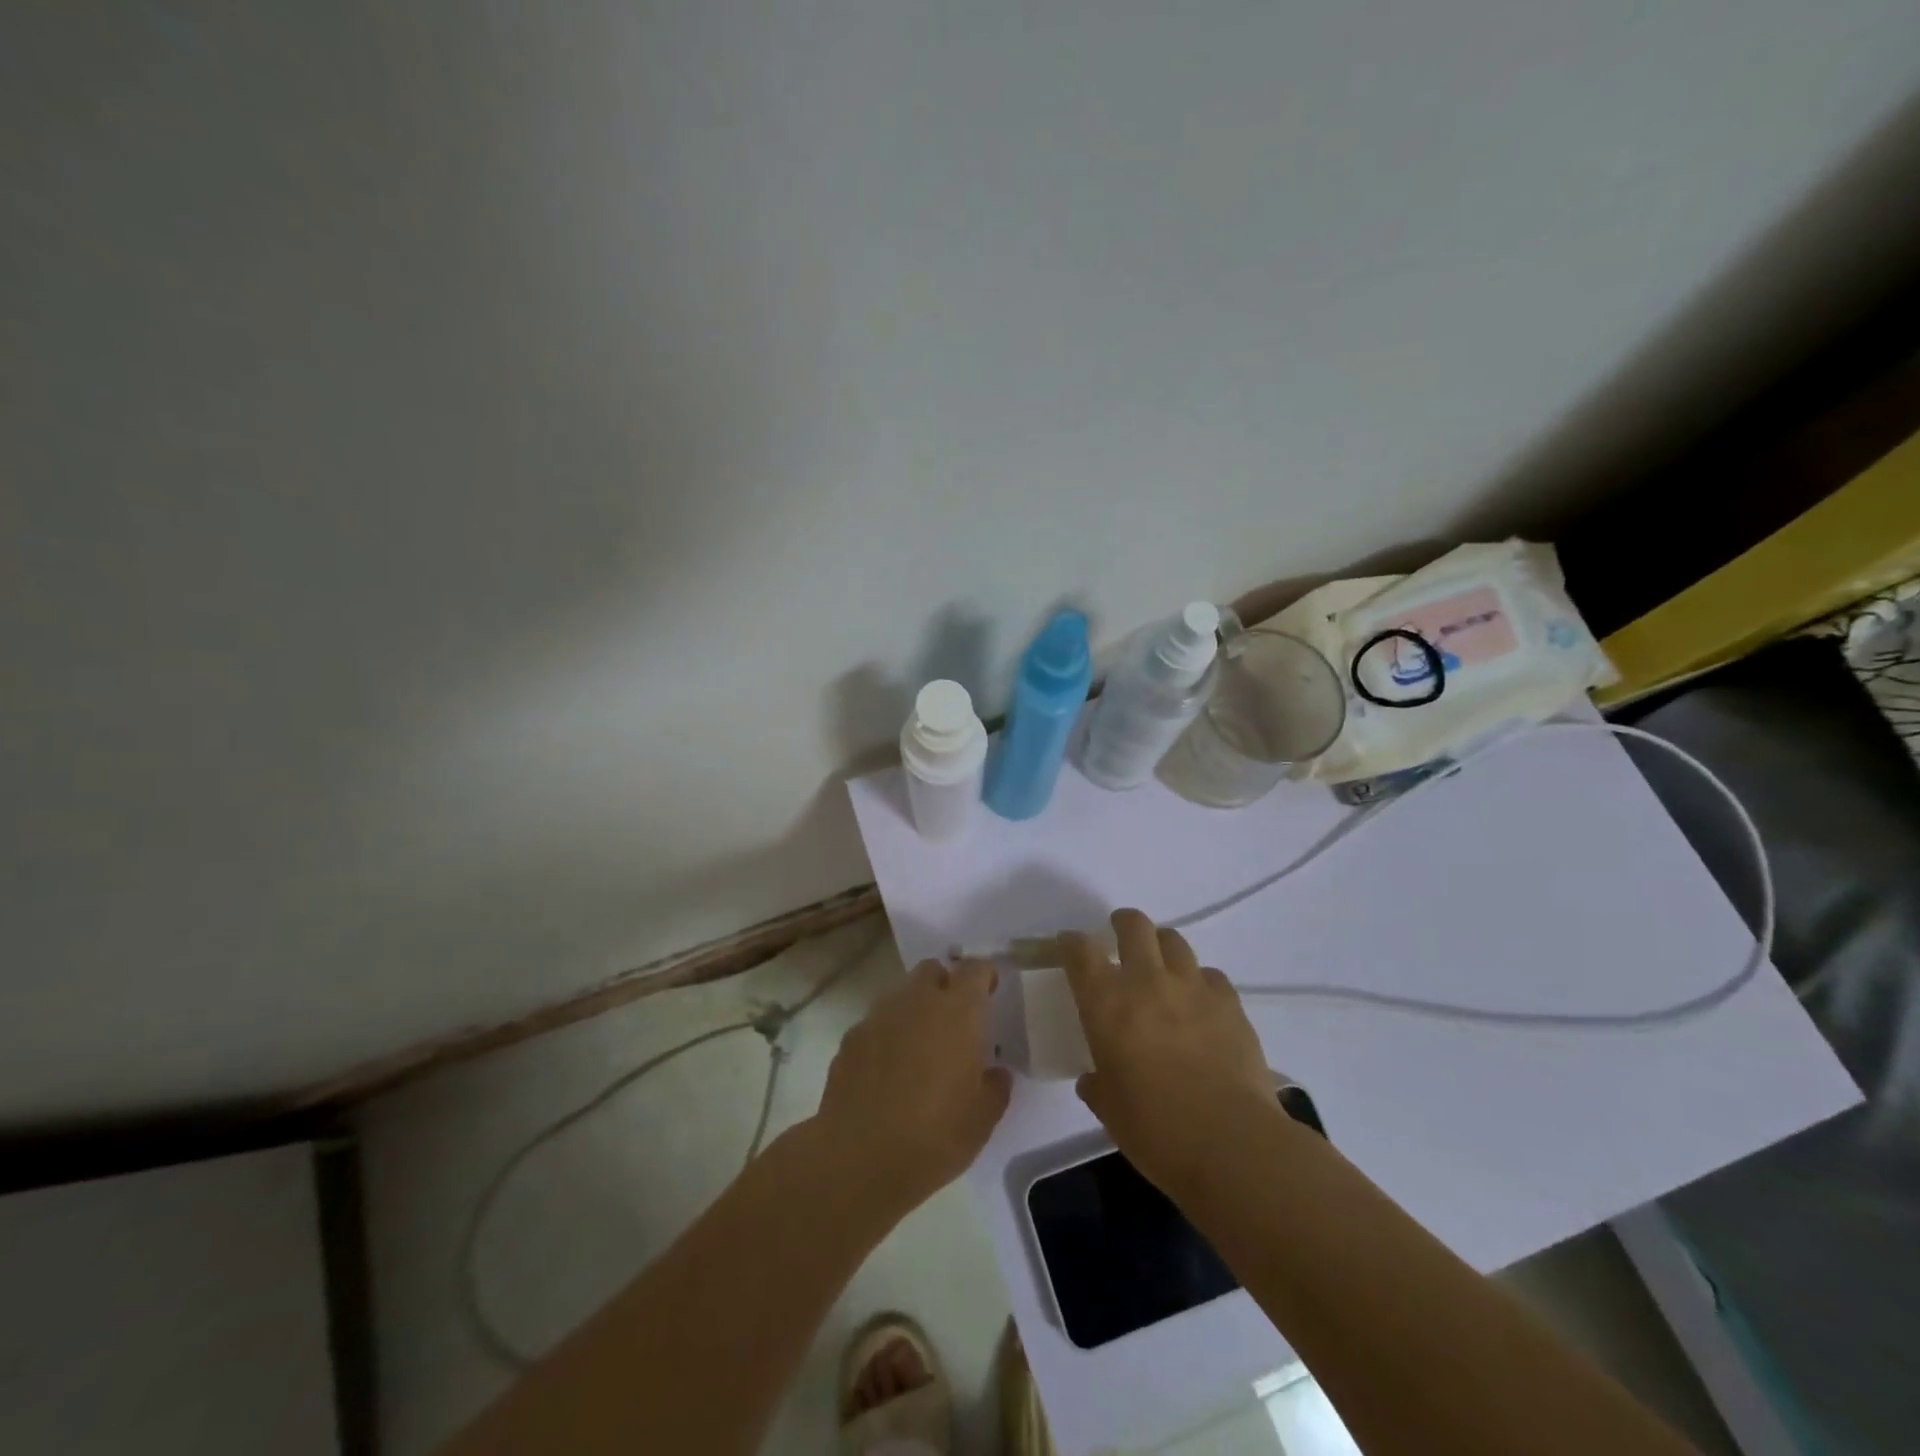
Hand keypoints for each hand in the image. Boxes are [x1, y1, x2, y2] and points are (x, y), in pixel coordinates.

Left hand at [813, 958, 1012, 1214]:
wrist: (859, 1159)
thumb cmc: (935, 1135)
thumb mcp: (983, 1119)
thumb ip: (995, 1086)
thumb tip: (994, 1073)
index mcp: (958, 1011)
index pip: (975, 969)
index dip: (985, 975)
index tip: (990, 990)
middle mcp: (918, 1001)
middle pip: (932, 971)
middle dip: (945, 985)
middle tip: (954, 1019)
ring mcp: (879, 1016)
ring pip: (901, 994)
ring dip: (914, 1009)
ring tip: (919, 1048)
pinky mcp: (850, 1038)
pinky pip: (875, 1024)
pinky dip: (886, 1036)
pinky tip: (887, 1070)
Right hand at [1064, 909, 1280, 1196]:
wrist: (1231, 1144)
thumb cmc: (1156, 1131)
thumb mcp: (1110, 1110)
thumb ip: (1098, 1085)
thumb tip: (1094, 1079)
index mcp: (1107, 1004)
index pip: (1080, 951)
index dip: (1071, 943)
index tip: (1069, 946)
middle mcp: (1147, 982)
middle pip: (1134, 926)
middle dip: (1123, 923)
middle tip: (1120, 934)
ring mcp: (1192, 988)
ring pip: (1174, 940)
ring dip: (1162, 946)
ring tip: (1162, 964)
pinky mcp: (1230, 1003)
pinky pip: (1211, 975)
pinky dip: (1200, 981)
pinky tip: (1200, 1002)